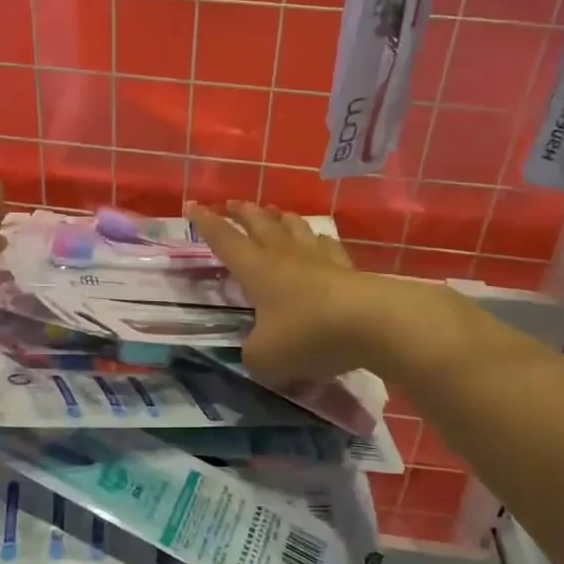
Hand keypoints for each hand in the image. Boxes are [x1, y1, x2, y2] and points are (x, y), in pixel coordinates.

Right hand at [187, 201, 402, 386]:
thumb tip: (258, 351)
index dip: (206, 224)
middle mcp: (284, 256)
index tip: (193, 206)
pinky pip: (327, 245)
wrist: (370, 324)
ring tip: (273, 212)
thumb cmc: (306, 335)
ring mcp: (318, 258)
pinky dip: (318, 239)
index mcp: (256, 269)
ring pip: (294, 228)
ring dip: (280, 218)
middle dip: (242, 212)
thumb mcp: (265, 359)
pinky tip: (320, 239)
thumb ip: (253, 355)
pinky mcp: (347, 268)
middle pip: (260, 224)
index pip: (224, 240)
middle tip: (232, 204)